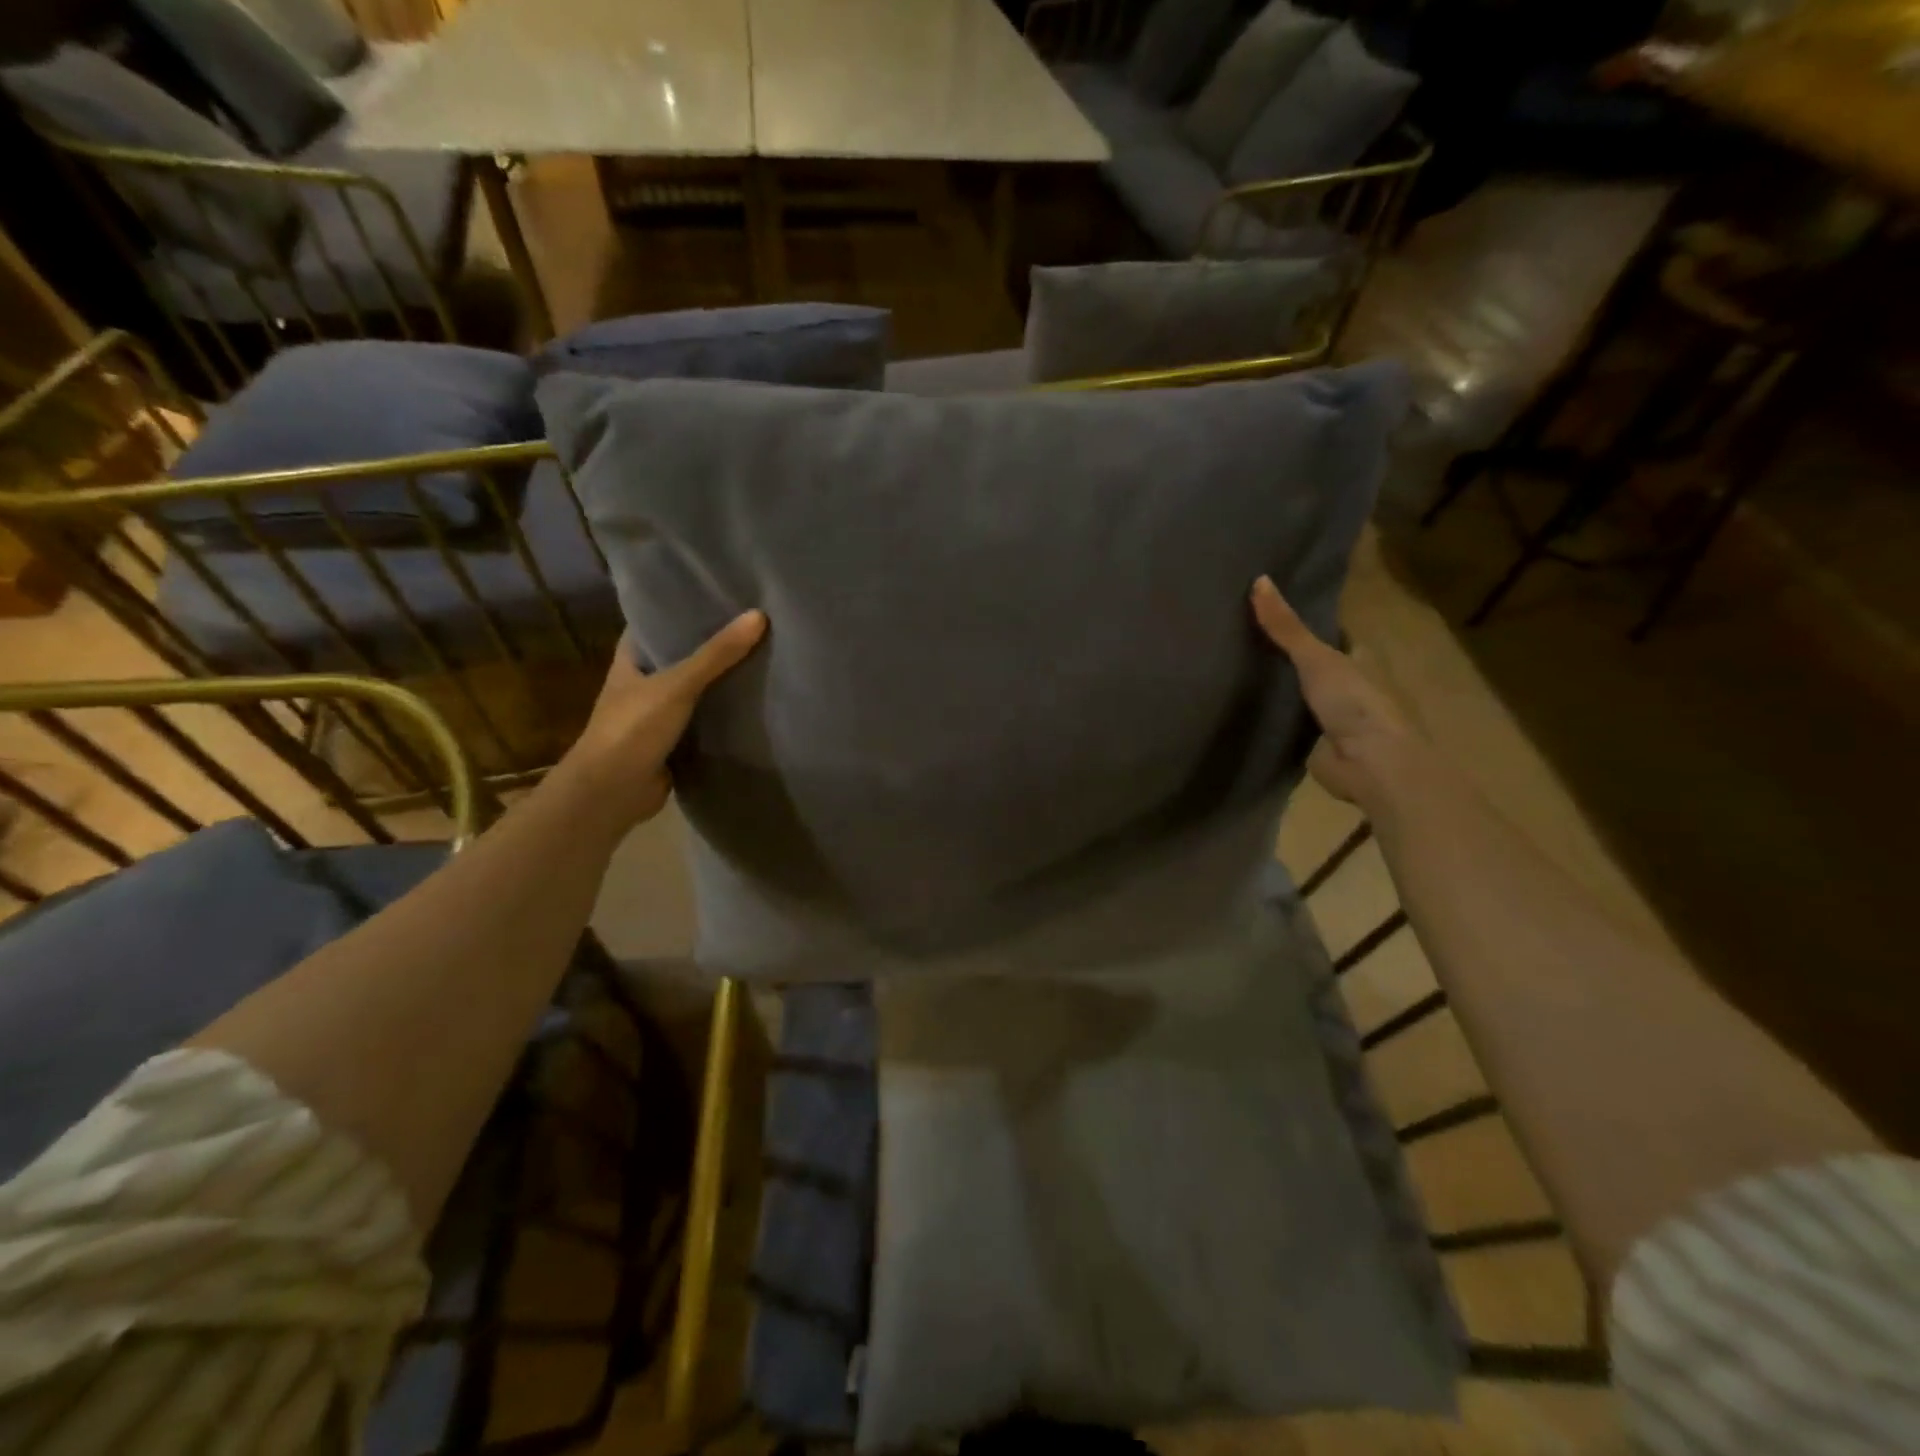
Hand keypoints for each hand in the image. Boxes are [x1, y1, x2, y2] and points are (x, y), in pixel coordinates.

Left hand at [555, 610, 767, 831]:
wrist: (612, 793)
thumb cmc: (632, 728)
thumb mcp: (677, 685)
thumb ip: (717, 654)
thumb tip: (758, 616)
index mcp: (631, 658)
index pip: (656, 621)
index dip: (683, 605)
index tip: (719, 591)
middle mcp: (643, 681)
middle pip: (681, 653)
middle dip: (712, 642)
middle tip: (754, 621)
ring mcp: (658, 713)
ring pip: (696, 688)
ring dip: (722, 679)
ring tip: (763, 654)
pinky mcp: (674, 740)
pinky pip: (705, 718)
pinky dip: (724, 712)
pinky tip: (755, 700)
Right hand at [1251, 576, 1423, 814]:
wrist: (1371, 766)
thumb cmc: (1356, 704)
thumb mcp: (1317, 657)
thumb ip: (1286, 626)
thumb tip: (1259, 579)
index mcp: (1361, 656)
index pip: (1331, 631)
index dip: (1304, 619)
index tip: (1268, 607)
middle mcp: (1350, 683)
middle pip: (1313, 662)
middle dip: (1284, 653)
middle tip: (1238, 633)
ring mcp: (1333, 715)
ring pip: (1298, 692)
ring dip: (1276, 686)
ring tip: (1231, 665)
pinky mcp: (1315, 742)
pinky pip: (1287, 721)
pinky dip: (1269, 715)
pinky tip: (1240, 705)